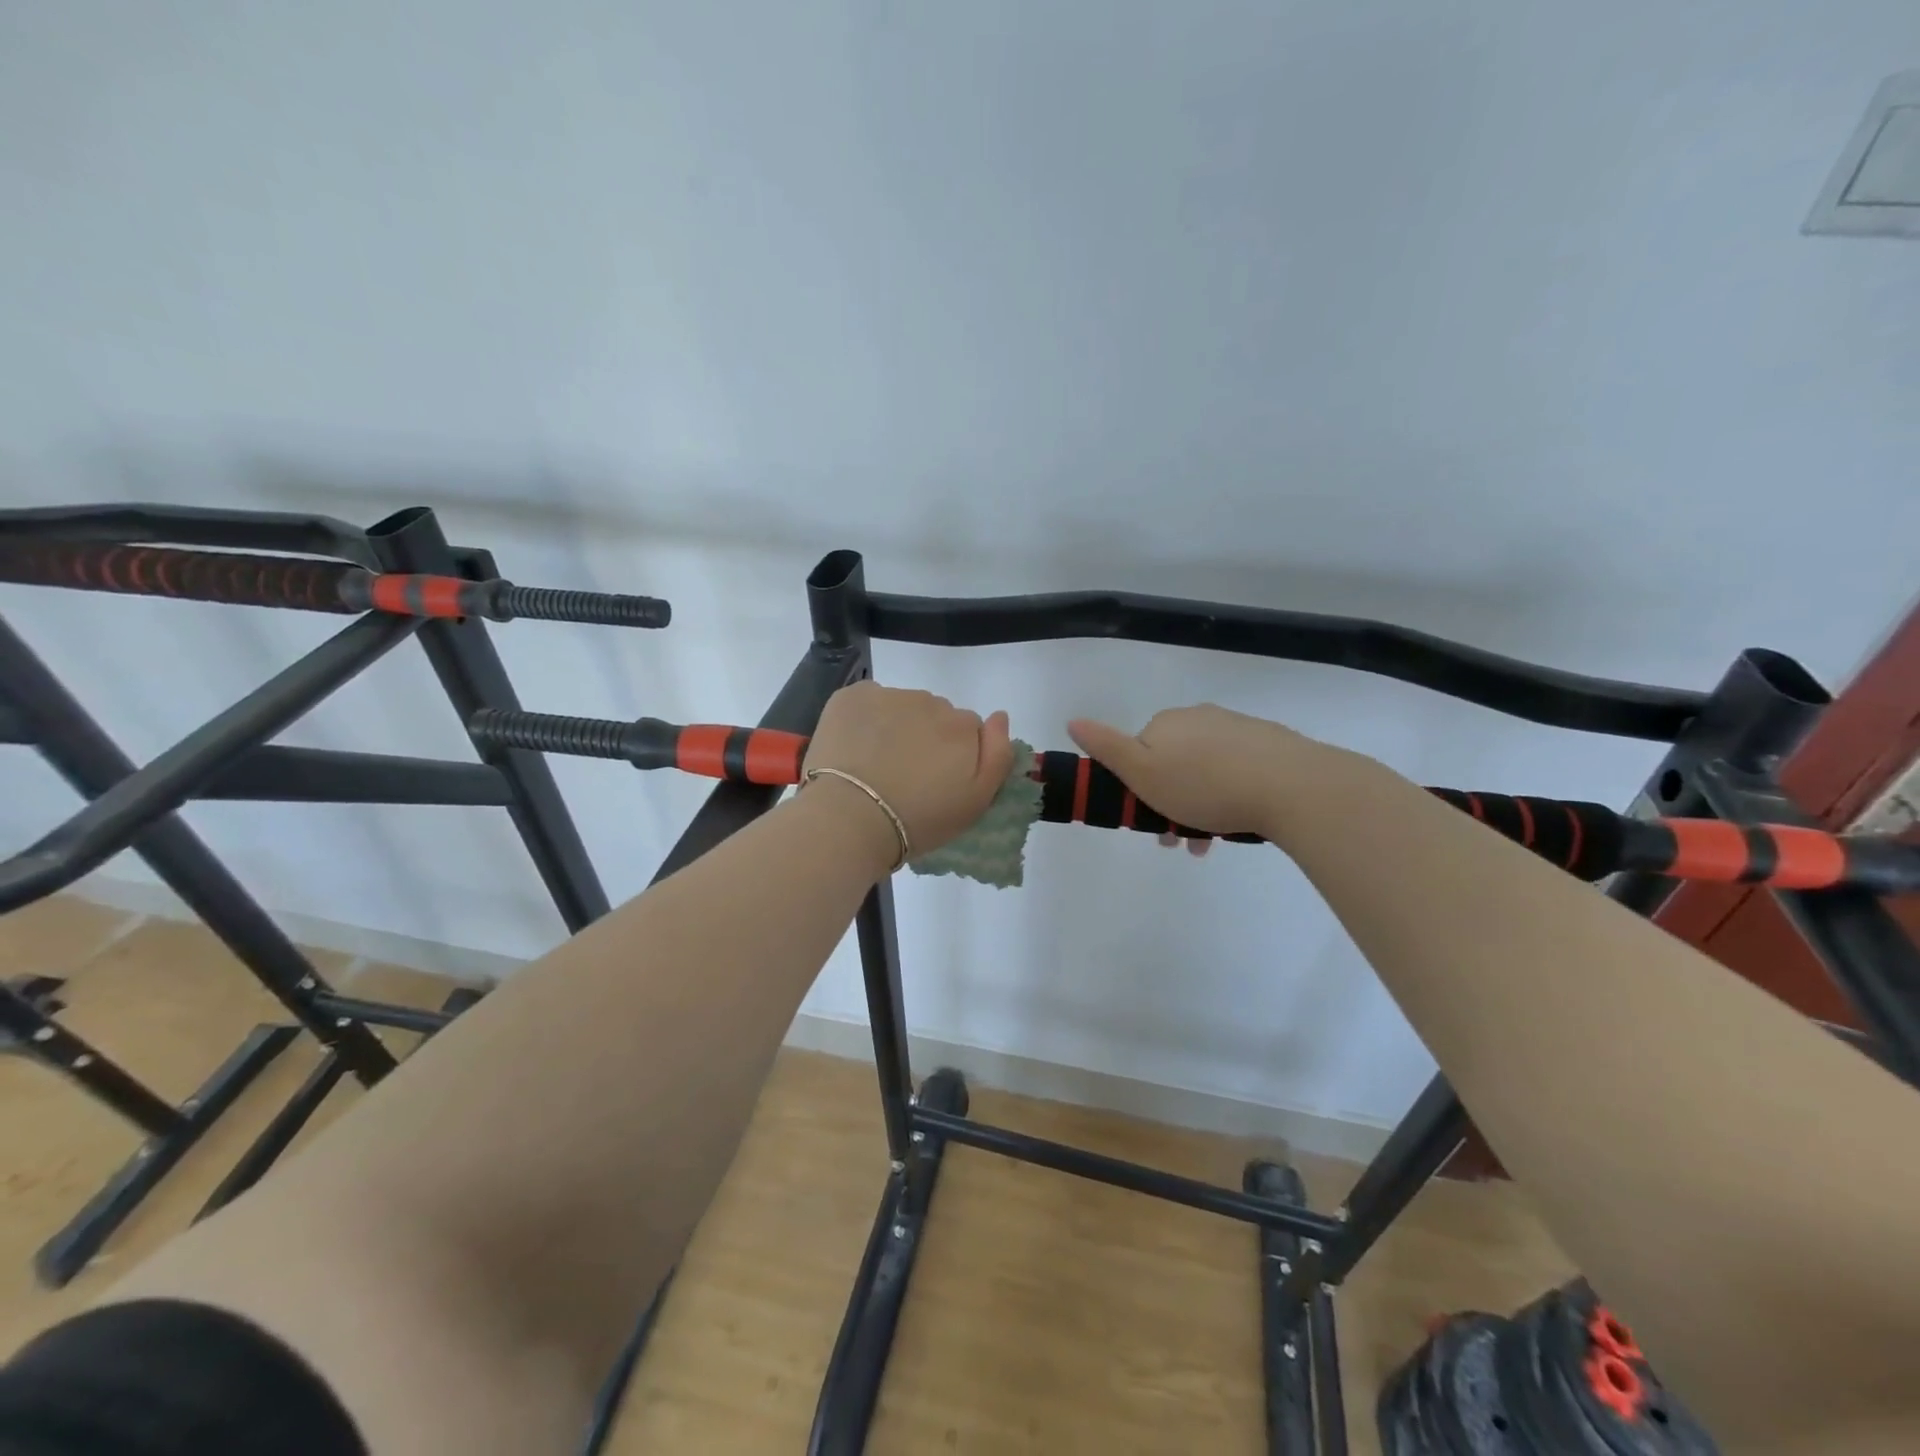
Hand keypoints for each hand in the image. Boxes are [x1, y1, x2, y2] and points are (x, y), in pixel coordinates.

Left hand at [804, 682, 1015, 865]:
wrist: (850, 819)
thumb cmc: (918, 820)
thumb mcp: (975, 802)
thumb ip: (998, 756)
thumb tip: (1000, 716)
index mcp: (962, 727)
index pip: (968, 729)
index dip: (955, 754)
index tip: (937, 780)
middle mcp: (930, 702)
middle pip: (935, 714)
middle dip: (926, 737)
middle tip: (906, 775)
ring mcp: (889, 696)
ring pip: (901, 706)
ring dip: (896, 726)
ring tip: (876, 764)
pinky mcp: (852, 696)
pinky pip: (868, 700)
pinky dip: (865, 718)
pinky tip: (854, 747)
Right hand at [1067, 704, 1327, 839]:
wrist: (1289, 785)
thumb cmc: (1204, 786)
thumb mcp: (1142, 773)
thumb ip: (1105, 748)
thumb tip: (1072, 720)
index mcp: (1165, 723)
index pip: (1139, 753)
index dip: (1138, 789)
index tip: (1147, 824)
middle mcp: (1199, 717)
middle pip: (1173, 762)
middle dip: (1170, 802)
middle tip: (1181, 842)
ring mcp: (1237, 728)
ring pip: (1206, 769)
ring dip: (1200, 806)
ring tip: (1210, 843)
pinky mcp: (1269, 743)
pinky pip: (1237, 770)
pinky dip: (1230, 795)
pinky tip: (1240, 822)